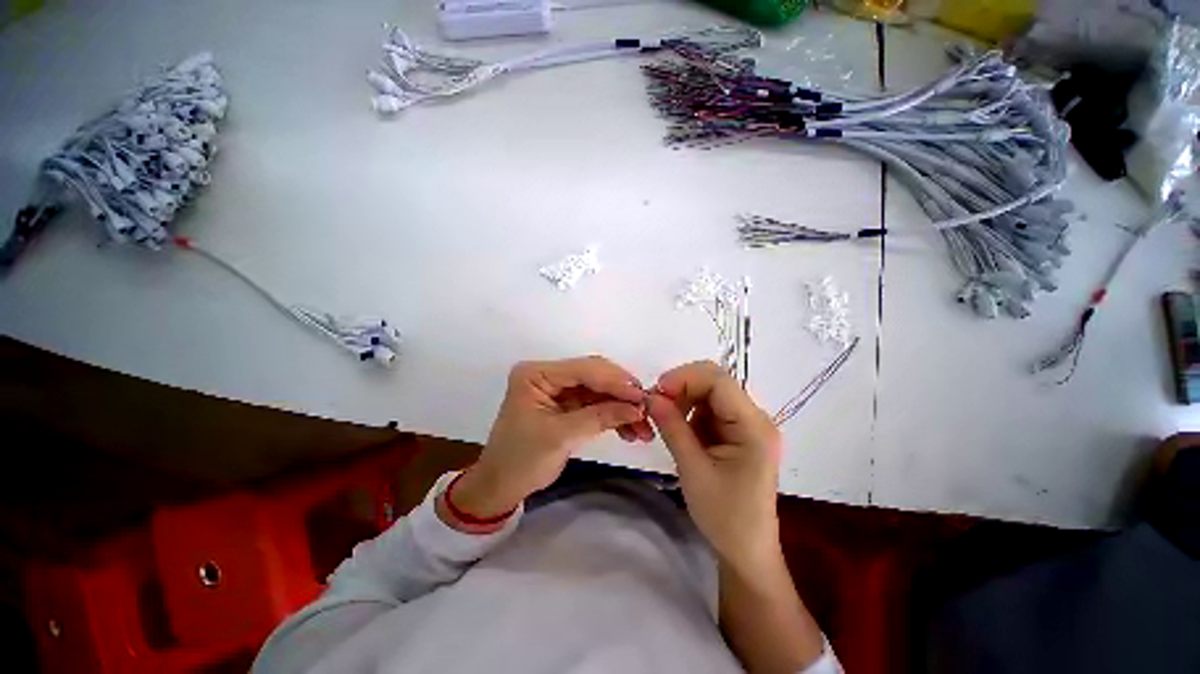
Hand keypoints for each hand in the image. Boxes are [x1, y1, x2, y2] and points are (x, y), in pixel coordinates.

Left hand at [450, 357, 652, 520]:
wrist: (501, 486)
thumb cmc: (520, 460)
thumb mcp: (559, 437)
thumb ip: (599, 417)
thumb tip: (637, 408)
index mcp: (536, 374)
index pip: (582, 369)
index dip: (614, 381)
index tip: (641, 396)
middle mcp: (549, 374)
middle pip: (594, 376)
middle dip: (622, 393)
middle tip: (647, 409)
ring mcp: (559, 389)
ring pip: (599, 390)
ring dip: (622, 406)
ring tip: (643, 427)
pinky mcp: (567, 404)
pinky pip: (596, 404)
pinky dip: (613, 415)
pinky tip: (630, 429)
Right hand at [646, 361, 782, 573]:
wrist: (745, 552)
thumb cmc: (724, 516)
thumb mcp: (693, 469)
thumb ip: (672, 427)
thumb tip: (650, 396)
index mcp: (753, 426)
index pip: (719, 381)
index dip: (685, 378)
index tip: (656, 391)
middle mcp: (755, 418)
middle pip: (716, 383)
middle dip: (683, 386)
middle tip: (656, 403)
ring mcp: (748, 425)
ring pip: (710, 393)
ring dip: (684, 399)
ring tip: (666, 420)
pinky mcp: (738, 433)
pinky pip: (710, 410)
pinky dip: (690, 412)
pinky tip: (680, 429)